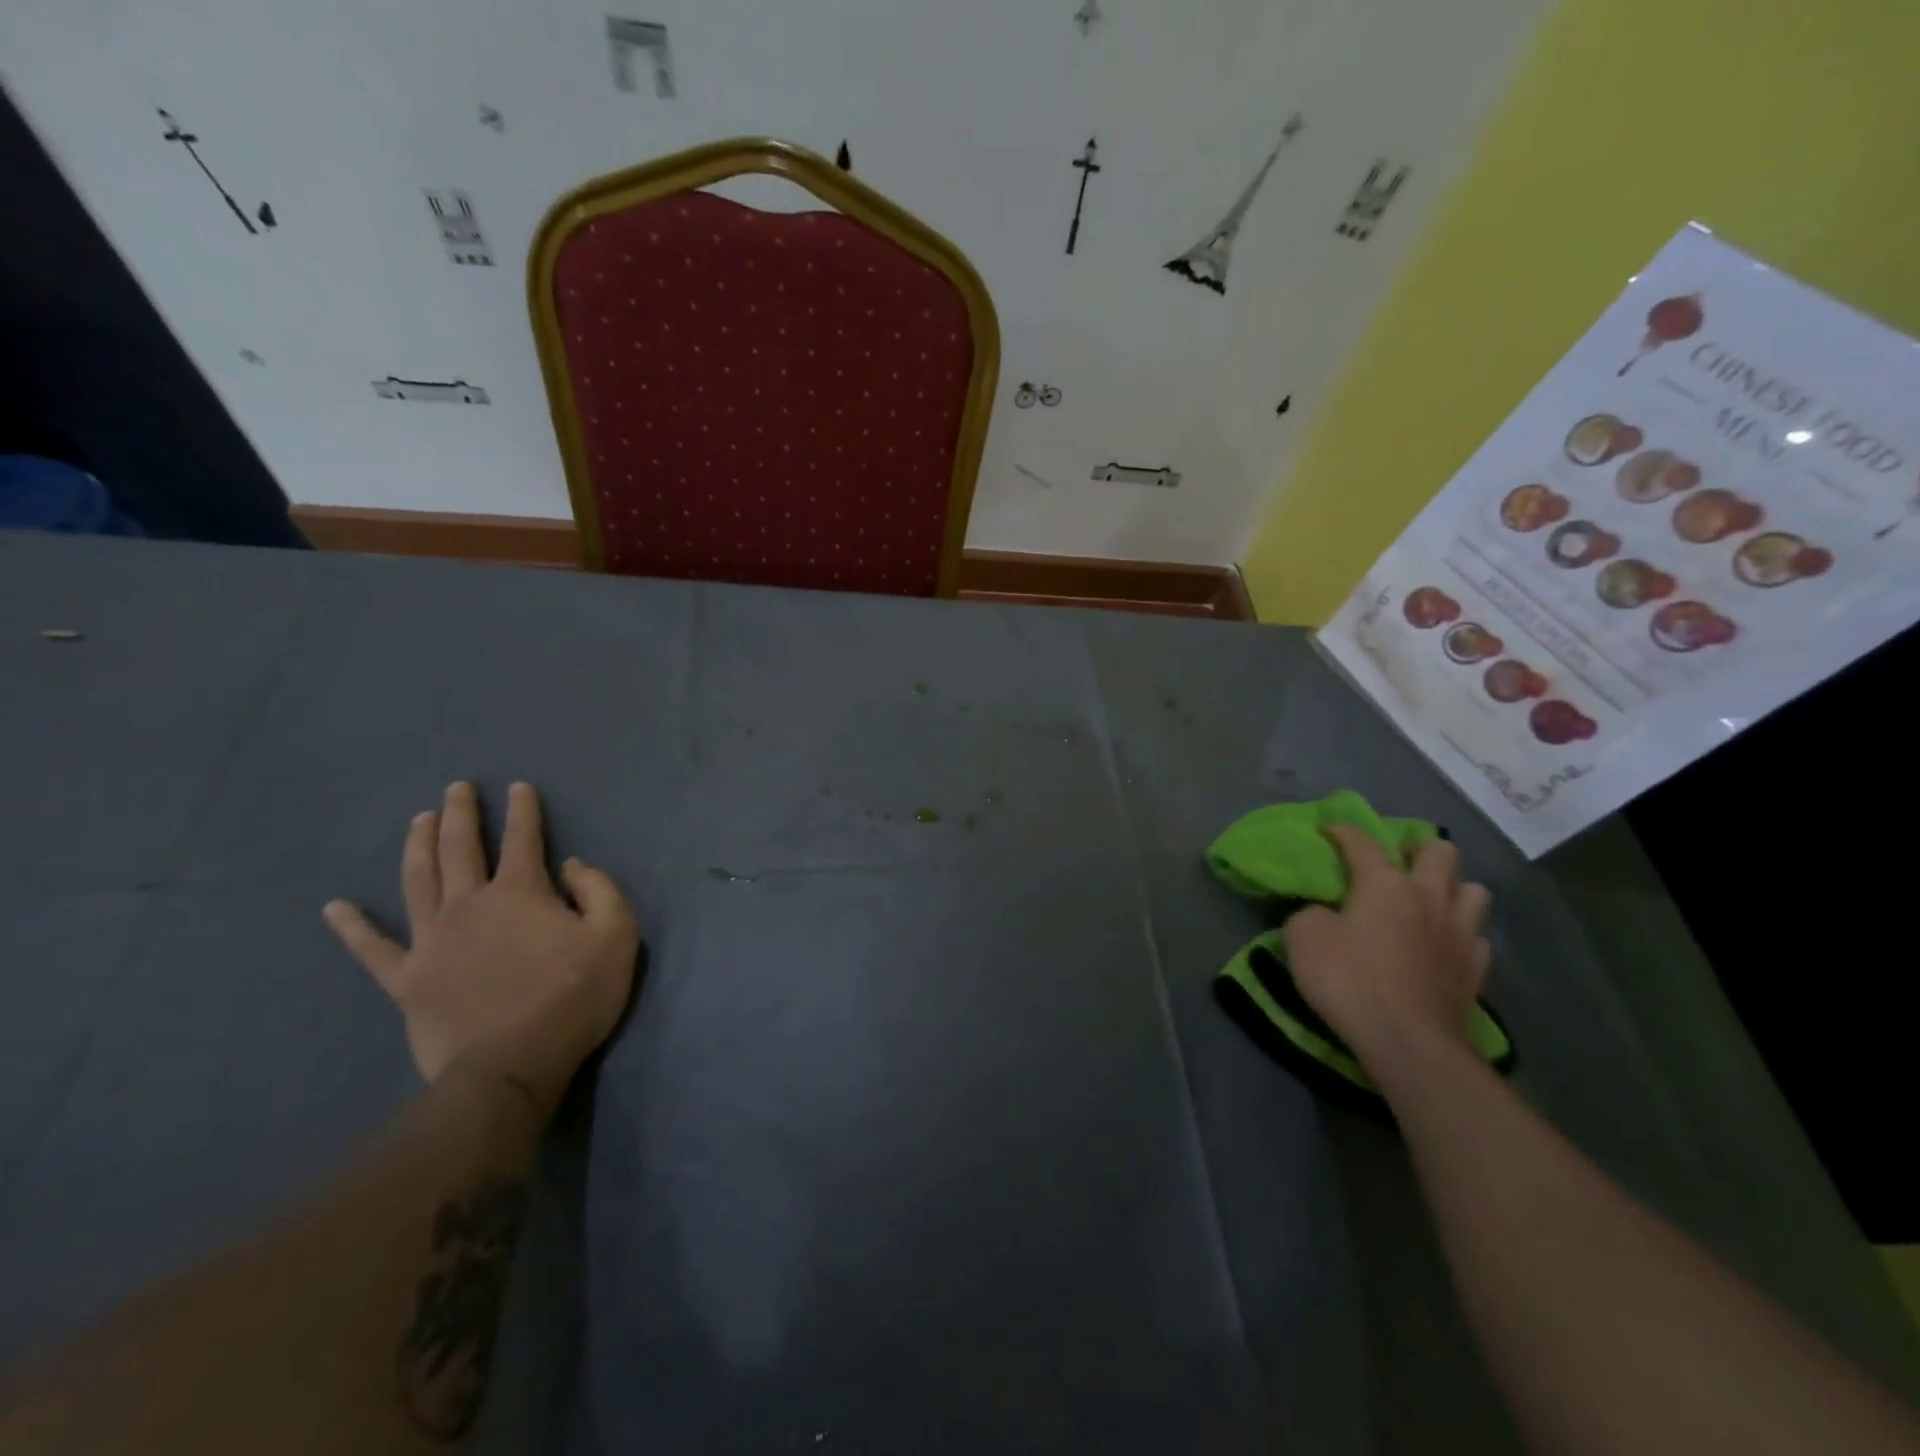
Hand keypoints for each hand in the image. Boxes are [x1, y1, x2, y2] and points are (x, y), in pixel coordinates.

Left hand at [323, 782, 641, 1115]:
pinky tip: (335, 908)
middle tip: (456, 788)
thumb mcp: (616, 935)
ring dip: (418, 846)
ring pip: (418, 881)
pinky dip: (353, 928)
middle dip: (461, 814)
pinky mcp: (407, 980)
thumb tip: (572, 866)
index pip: (523, 839)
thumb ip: (600, 890)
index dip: (523, 810)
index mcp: (521, 893)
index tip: (519, 787)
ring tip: (418, 821)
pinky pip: (373, 949)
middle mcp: (470, 905)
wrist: (512, 1065)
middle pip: (461, 848)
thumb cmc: (573, 996)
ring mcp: (432, 941)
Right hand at [1281, 826, 1491, 1071]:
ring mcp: (1460, 933)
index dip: (1342, 831)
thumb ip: (1311, 914)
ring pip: (1473, 890)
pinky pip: (1477, 937)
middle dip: (1418, 850)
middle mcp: (1429, 897)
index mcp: (1385, 882)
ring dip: (1451, 889)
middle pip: (1440, 852)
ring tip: (1428, 903)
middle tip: (1396, 865)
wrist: (1409, 1042)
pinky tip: (1442, 946)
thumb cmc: (1349, 979)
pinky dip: (1461, 934)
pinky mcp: (1476, 971)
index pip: (1361, 841)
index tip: (1328, 831)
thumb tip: (1326, 914)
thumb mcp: (1302, 936)